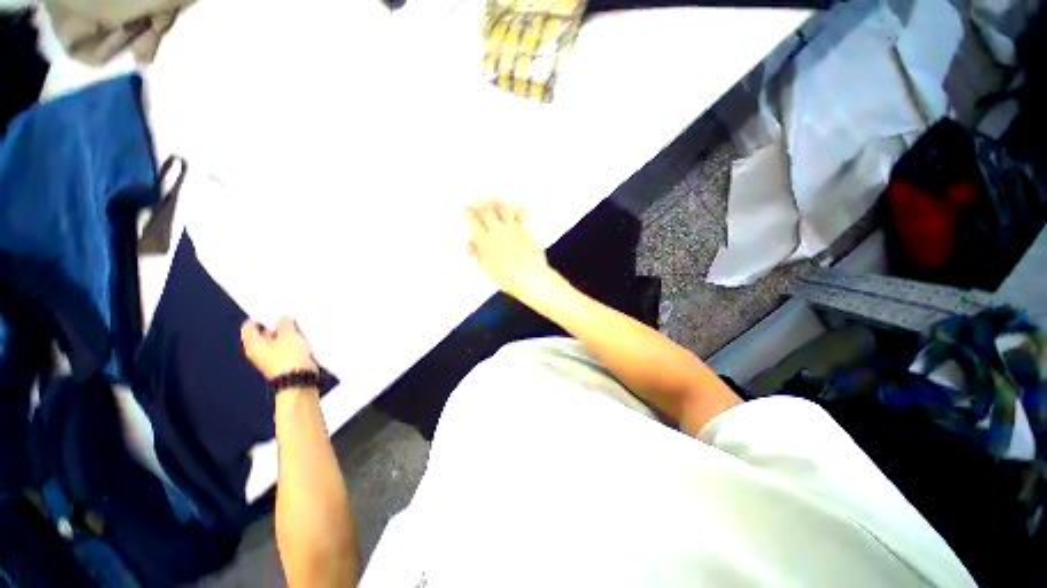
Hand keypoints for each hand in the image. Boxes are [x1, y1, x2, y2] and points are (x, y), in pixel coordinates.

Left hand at [241, 317, 317, 380]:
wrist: (299, 380)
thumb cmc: (289, 357)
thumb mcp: (289, 335)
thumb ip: (285, 323)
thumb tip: (283, 318)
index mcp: (253, 344)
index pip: (249, 326)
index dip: (261, 317)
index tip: (274, 312)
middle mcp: (258, 352)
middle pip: (263, 334)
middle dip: (276, 326)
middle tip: (289, 319)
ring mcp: (270, 359)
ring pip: (276, 342)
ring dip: (286, 335)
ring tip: (299, 330)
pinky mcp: (283, 364)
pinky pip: (285, 350)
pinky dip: (292, 344)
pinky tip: (303, 341)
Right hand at [466, 200, 565, 308]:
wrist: (532, 279)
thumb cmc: (509, 279)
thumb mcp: (488, 270)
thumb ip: (477, 255)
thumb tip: (468, 244)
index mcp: (486, 243)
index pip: (473, 222)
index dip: (467, 213)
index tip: (464, 208)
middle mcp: (499, 232)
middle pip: (486, 211)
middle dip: (479, 203)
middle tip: (475, 200)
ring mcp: (513, 230)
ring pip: (503, 209)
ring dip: (496, 202)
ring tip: (492, 199)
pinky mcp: (526, 230)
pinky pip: (521, 214)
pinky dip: (518, 208)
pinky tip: (517, 205)